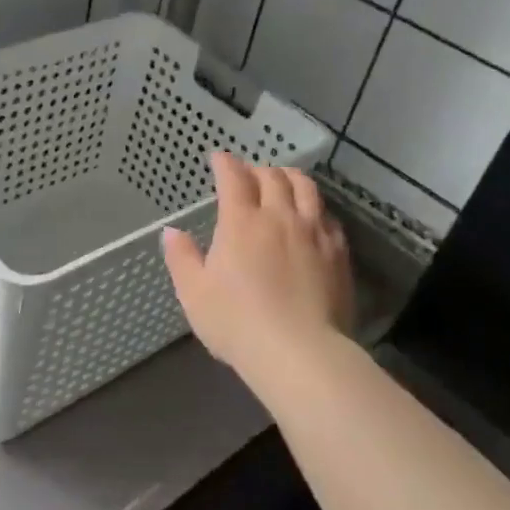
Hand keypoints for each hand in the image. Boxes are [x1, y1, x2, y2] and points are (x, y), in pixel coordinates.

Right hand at [162, 153, 351, 372]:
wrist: (299, 352)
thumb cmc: (236, 322)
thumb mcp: (194, 293)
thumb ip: (182, 258)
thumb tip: (171, 231)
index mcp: (241, 222)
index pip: (233, 178)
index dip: (225, 163)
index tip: (218, 158)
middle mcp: (280, 217)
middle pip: (273, 177)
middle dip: (257, 169)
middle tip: (248, 174)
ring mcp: (313, 233)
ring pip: (306, 189)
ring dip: (290, 178)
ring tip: (283, 180)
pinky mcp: (338, 253)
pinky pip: (328, 217)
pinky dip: (315, 207)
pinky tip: (312, 217)